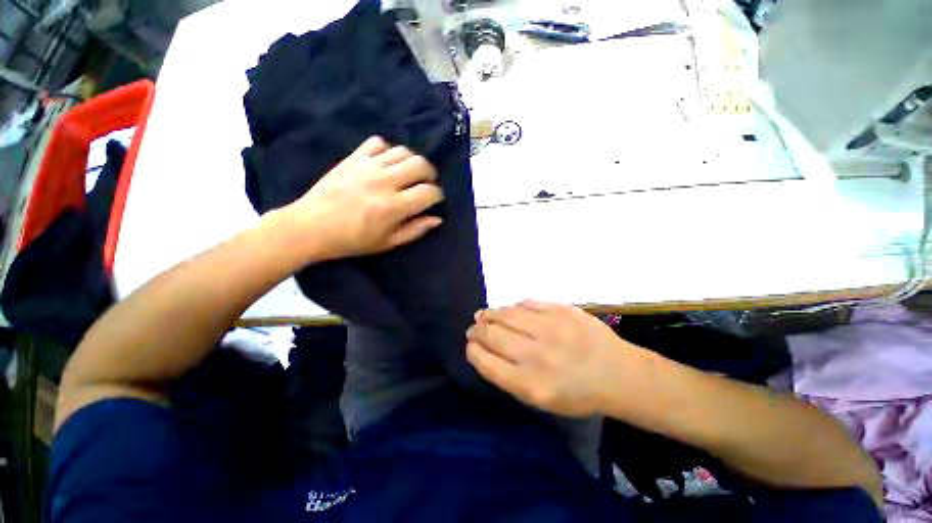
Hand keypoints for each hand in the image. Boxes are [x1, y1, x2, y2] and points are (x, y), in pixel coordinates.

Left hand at [284, 136, 443, 260]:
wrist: (311, 227)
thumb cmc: (352, 240)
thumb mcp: (388, 243)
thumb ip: (415, 230)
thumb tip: (437, 219)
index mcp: (394, 207)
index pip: (429, 192)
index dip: (437, 196)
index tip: (433, 201)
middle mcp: (384, 182)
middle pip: (421, 165)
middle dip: (430, 174)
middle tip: (425, 184)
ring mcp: (368, 166)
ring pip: (403, 151)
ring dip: (412, 162)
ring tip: (408, 173)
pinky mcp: (353, 158)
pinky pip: (377, 143)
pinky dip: (387, 150)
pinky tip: (385, 163)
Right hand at [466, 301, 644, 417]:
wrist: (618, 374)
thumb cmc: (578, 394)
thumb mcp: (541, 400)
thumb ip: (510, 377)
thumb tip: (486, 350)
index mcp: (531, 385)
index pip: (487, 363)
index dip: (473, 351)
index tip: (470, 345)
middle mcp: (538, 356)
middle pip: (493, 336)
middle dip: (477, 330)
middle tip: (474, 327)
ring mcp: (551, 329)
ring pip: (507, 314)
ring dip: (490, 313)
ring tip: (484, 314)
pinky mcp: (563, 310)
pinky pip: (528, 303)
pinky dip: (514, 307)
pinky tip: (510, 310)